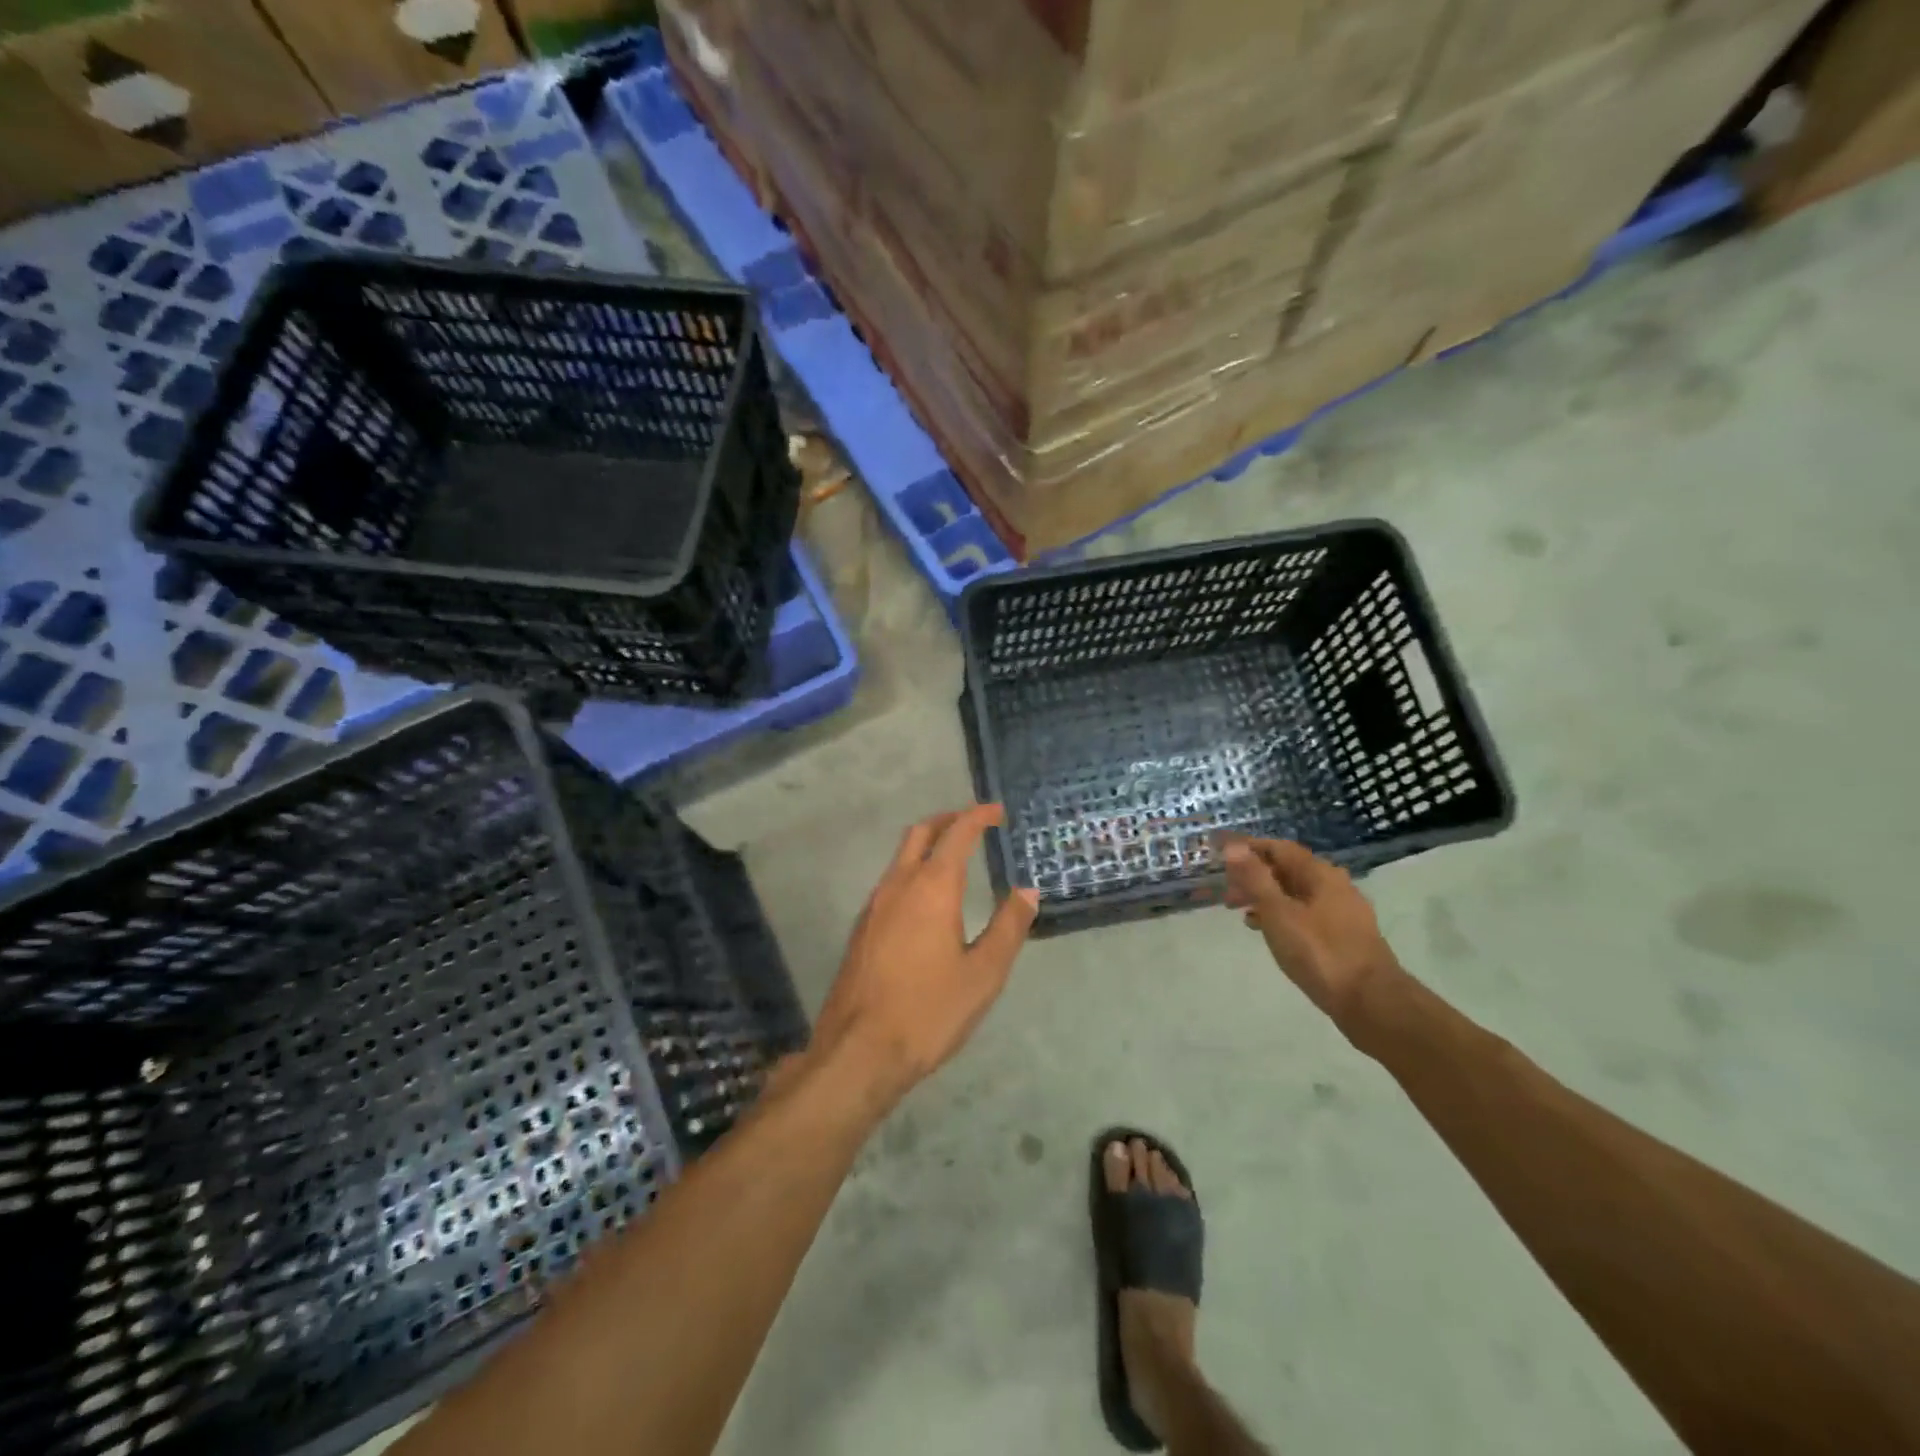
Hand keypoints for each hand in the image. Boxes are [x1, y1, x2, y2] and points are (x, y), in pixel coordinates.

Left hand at [812, 805, 1039, 1105]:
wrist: (858, 1051)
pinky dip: (913, 871)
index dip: (977, 817)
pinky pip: (890, 882)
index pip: (956, 834)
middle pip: (920, 833)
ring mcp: (873, 906)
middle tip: (974, 824)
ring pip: (900, 857)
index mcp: (931, 888)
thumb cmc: (929, 1011)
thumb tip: (1027, 891)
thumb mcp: (984, 974)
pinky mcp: (861, 929)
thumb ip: (1008, 927)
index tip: (997, 811)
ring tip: (955, 858)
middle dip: (947, 820)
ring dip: (928, 846)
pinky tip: (927, 901)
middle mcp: (897, 886)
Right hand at [1222, 838, 1402, 1036]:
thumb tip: (1234, 846)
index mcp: (1320, 874)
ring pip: (1296, 893)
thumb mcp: (1278, 913)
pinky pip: (1306, 913)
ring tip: (1242, 913)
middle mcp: (1334, 885)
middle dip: (1255, 877)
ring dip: (1267, 897)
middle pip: (1288, 870)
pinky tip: (1270, 932)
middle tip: (1228, 894)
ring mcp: (1343, 911)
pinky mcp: (1344, 935)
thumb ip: (1255, 878)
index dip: (1249, 849)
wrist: (1371, 1002)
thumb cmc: (1319, 952)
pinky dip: (1283, 915)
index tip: (1222, 857)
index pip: (1279, 847)